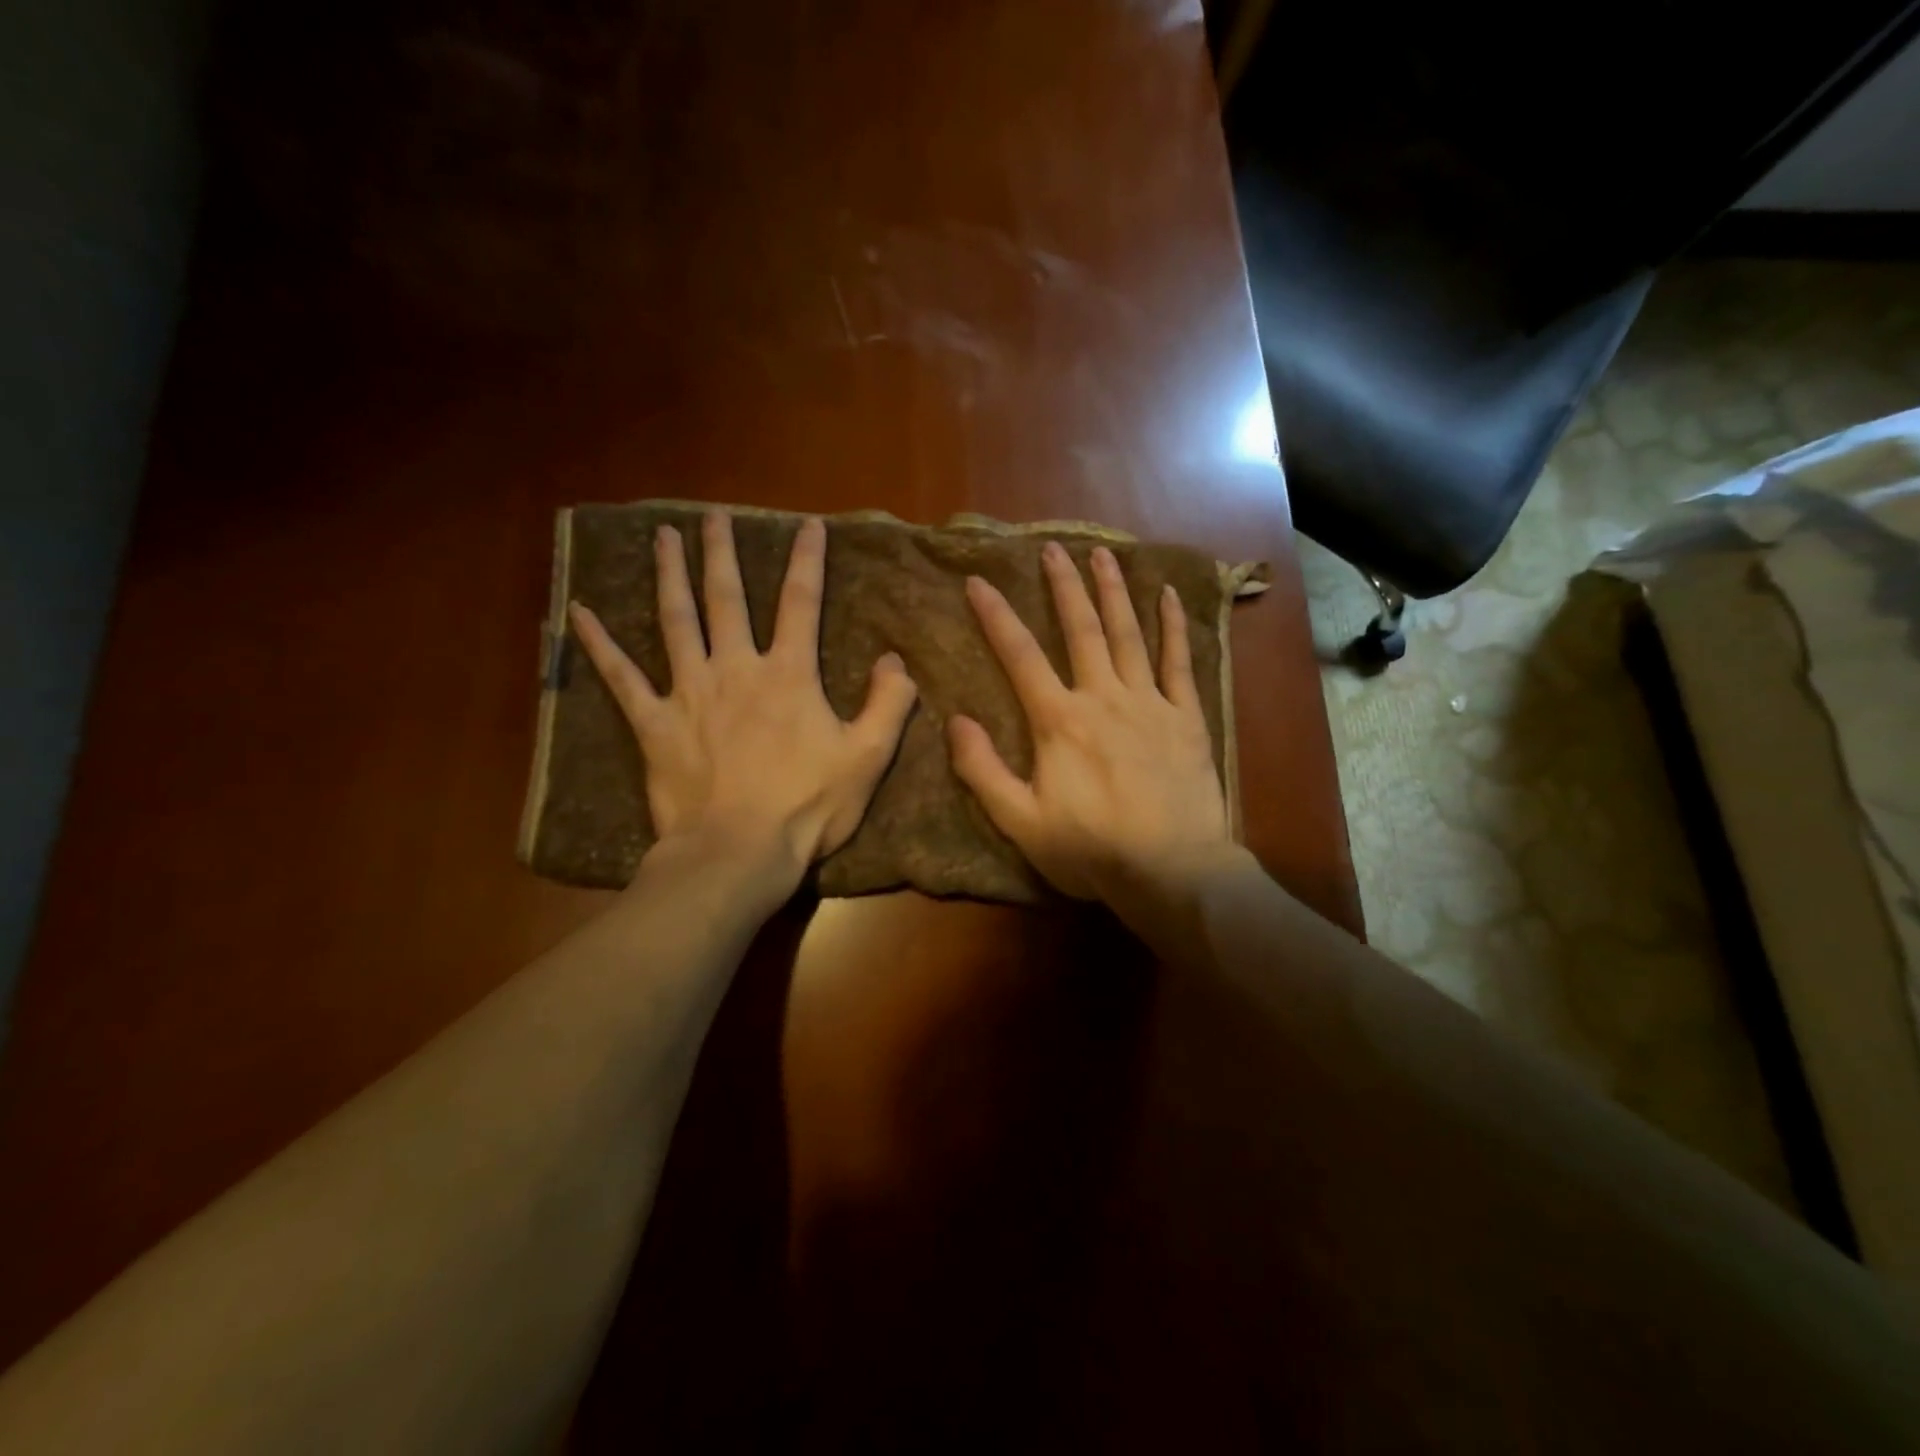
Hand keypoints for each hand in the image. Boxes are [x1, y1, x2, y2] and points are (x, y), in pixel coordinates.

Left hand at [569, 511, 917, 895]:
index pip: (801, 603)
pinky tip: (579, 613)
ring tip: (663, 537)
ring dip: (669, 576)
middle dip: (723, 553)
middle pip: (728, 598)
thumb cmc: (807, 807)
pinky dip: (600, 645)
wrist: (738, 852)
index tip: (809, 525)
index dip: (808, 560)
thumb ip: (888, 704)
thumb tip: (895, 659)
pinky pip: (622, 678)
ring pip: (676, 621)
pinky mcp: (655, 724)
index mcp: (789, 675)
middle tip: (714, 516)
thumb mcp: (868, 757)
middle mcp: (736, 669)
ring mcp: (689, 693)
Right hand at [948, 541, 1231, 902]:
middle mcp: (1103, 697)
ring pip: (1128, 634)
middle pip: (1080, 630)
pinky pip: (1179, 661)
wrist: (1172, 870)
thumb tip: (955, 720)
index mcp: (1059, 721)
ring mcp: (1150, 703)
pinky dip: (1172, 626)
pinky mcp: (1186, 717)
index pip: (1020, 656)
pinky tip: (1167, 595)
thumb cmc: (1091, 849)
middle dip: (1063, 586)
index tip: (979, 580)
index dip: (996, 616)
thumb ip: (983, 770)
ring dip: (1113, 591)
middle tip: (1053, 548)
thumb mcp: (1021, 821)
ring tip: (1103, 555)